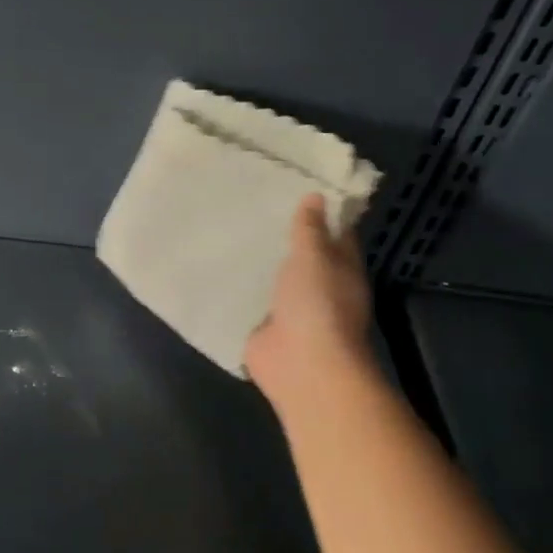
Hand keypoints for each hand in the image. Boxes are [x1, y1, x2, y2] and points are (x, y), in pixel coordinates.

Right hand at [245, 194, 378, 407]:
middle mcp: (318, 287)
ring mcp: (289, 308)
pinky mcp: (262, 325)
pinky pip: (248, 300)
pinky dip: (235, 287)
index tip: (293, 186)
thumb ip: (310, 229)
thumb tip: (315, 197)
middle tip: (249, 202)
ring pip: (271, 277)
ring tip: (225, 228)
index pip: (334, 233)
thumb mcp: (314, 257)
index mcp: (340, 269)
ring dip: (255, 261)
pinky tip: (212, 266)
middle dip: (279, 234)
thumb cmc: (317, 305)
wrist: (301, 366)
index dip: (320, 211)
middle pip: (300, 255)